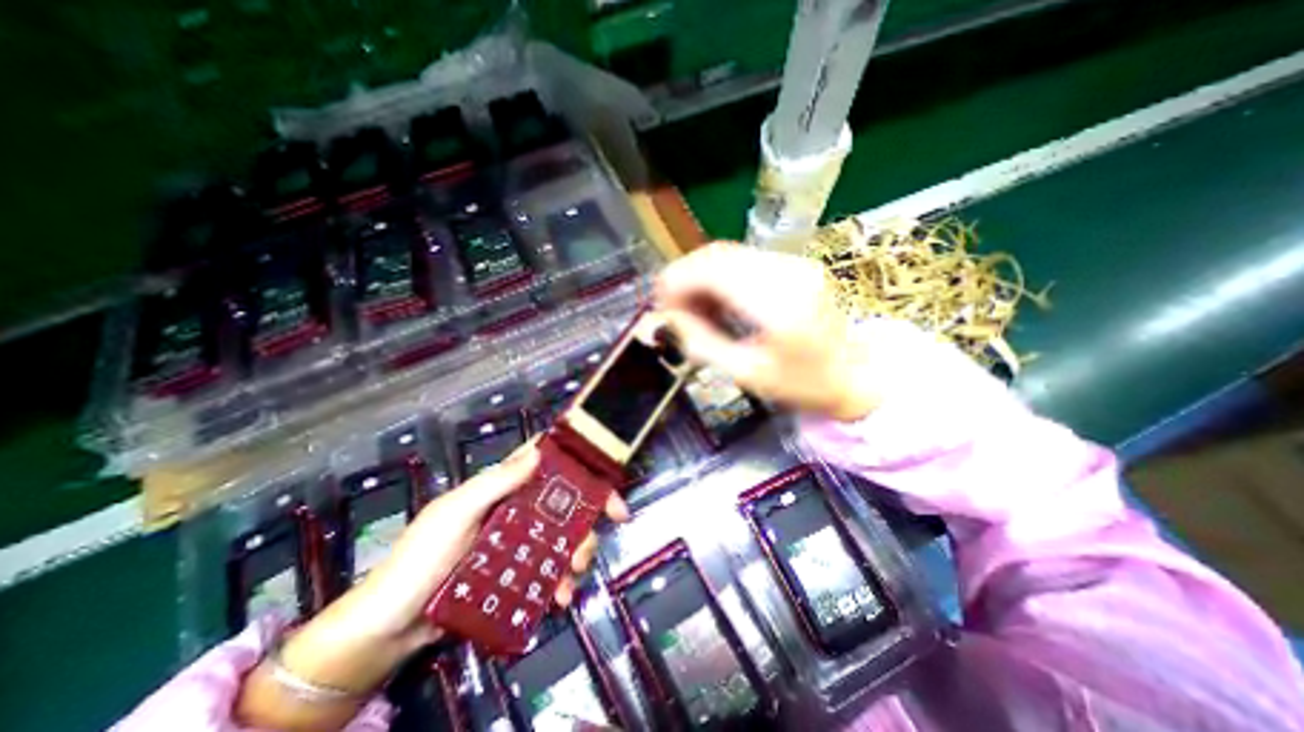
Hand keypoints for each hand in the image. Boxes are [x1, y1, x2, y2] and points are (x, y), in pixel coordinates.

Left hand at [347, 442, 631, 648]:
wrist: (389, 627)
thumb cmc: (421, 558)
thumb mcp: (456, 513)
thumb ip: (494, 483)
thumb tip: (537, 453)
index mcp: (503, 488)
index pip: (546, 462)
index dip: (577, 459)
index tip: (604, 469)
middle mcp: (516, 510)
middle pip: (565, 499)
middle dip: (590, 509)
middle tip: (614, 520)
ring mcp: (519, 543)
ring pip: (564, 535)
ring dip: (580, 550)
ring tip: (575, 574)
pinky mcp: (518, 573)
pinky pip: (551, 570)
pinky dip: (562, 581)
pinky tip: (561, 597)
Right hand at [663, 239, 873, 423]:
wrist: (858, 375)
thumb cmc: (803, 385)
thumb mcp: (746, 374)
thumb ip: (702, 343)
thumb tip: (670, 316)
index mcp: (778, 304)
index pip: (712, 270)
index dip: (676, 280)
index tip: (660, 303)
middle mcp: (788, 271)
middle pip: (717, 254)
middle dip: (684, 277)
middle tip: (672, 308)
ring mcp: (796, 262)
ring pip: (728, 253)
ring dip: (701, 276)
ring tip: (693, 308)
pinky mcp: (796, 264)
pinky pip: (744, 260)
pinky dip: (720, 276)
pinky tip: (717, 301)